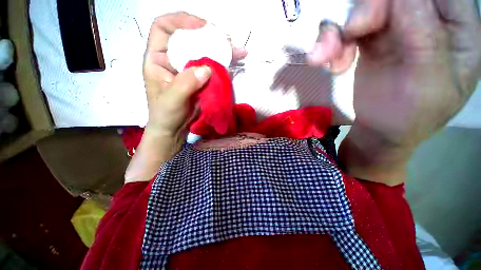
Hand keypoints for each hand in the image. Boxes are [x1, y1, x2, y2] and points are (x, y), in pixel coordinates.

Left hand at [143, 12, 246, 136]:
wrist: (174, 129)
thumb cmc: (165, 115)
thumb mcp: (171, 100)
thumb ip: (186, 83)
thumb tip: (207, 69)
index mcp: (158, 59)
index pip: (164, 27)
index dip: (181, 21)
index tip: (201, 26)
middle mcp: (173, 59)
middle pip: (189, 38)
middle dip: (207, 35)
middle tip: (226, 39)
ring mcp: (189, 69)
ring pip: (203, 52)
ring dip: (220, 50)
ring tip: (236, 50)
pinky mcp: (200, 79)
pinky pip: (212, 68)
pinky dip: (224, 65)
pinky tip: (236, 62)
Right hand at [310, 0, 480, 146]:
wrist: (378, 133)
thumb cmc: (410, 117)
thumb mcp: (428, 81)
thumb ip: (423, 33)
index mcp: (457, 28)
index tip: (377, 16)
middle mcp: (428, 19)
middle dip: (367, 9)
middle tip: (349, 33)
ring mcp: (396, 28)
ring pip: (365, 8)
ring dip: (339, 31)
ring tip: (325, 57)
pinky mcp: (370, 41)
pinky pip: (348, 30)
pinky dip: (333, 45)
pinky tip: (331, 65)